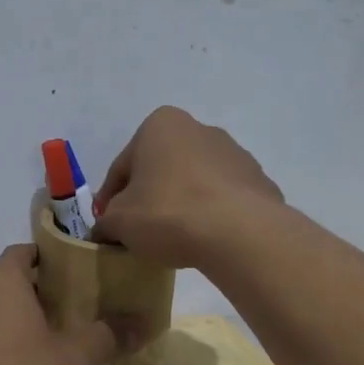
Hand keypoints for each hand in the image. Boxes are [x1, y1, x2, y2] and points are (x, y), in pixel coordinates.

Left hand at [0, 245, 120, 364]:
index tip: (72, 277)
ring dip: (10, 324)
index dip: (47, 261)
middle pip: (4, 284)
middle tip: (66, 315)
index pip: (22, 253)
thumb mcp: (76, 360)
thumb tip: (141, 324)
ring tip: (43, 348)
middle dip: (32, 296)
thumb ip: (105, 335)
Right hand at [91, 106, 282, 267]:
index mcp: (160, 125)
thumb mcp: (119, 222)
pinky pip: (222, 199)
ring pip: (193, 182)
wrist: (239, 233)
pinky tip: (204, 239)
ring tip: (173, 238)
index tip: (108, 224)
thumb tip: (105, 230)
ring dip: (180, 203)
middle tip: (138, 231)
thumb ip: (105, 222)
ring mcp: (234, 154)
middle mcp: (199, 129)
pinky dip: (210, 214)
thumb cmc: (168, 213)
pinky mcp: (258, 181)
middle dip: (148, 196)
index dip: (109, 199)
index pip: (122, 167)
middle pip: (160, 169)